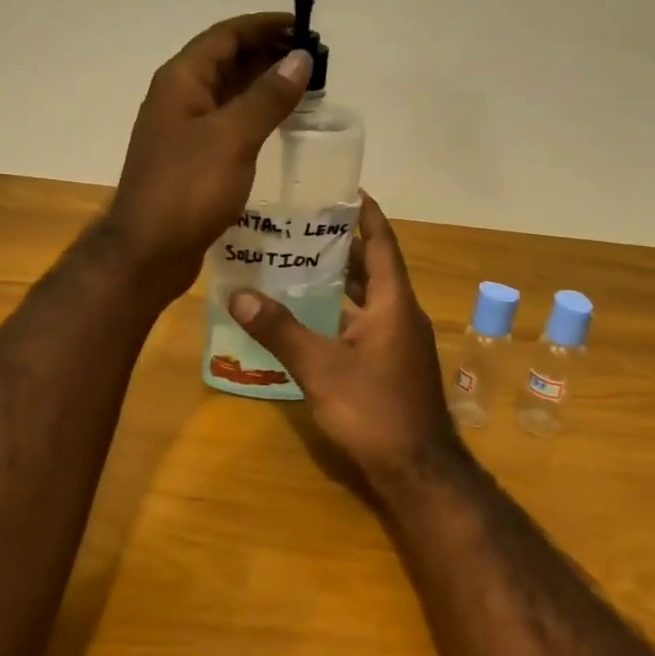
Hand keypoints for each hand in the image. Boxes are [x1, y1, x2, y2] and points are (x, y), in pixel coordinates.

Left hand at [105, 12, 311, 297]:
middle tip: (312, 60)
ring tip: (304, 89)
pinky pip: (227, 124)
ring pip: (227, 94)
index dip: (263, 26)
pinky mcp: (191, 160)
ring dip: (262, 87)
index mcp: (182, 81)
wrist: (149, 251)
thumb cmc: (188, 189)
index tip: (302, 26)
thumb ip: (267, 97)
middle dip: (267, 55)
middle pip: (225, 61)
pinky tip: (279, 128)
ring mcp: (183, 131)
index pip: (225, 36)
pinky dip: (253, 118)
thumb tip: (300, 58)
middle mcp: (179, 98)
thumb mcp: (232, 138)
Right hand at [228, 196, 462, 491]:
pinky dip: (337, 313)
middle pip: (370, 266)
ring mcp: (398, 340)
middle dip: (339, 244)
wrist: (416, 468)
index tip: (341, 187)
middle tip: (299, 224)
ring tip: (294, 262)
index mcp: (393, 301)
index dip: (364, 212)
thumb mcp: (320, 367)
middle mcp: (400, 313)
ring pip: (365, 298)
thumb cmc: (374, 409)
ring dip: (336, 280)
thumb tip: (238, 295)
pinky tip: (305, 316)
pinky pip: (362, 323)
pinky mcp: (390, 363)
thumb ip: (280, 330)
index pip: (380, 241)